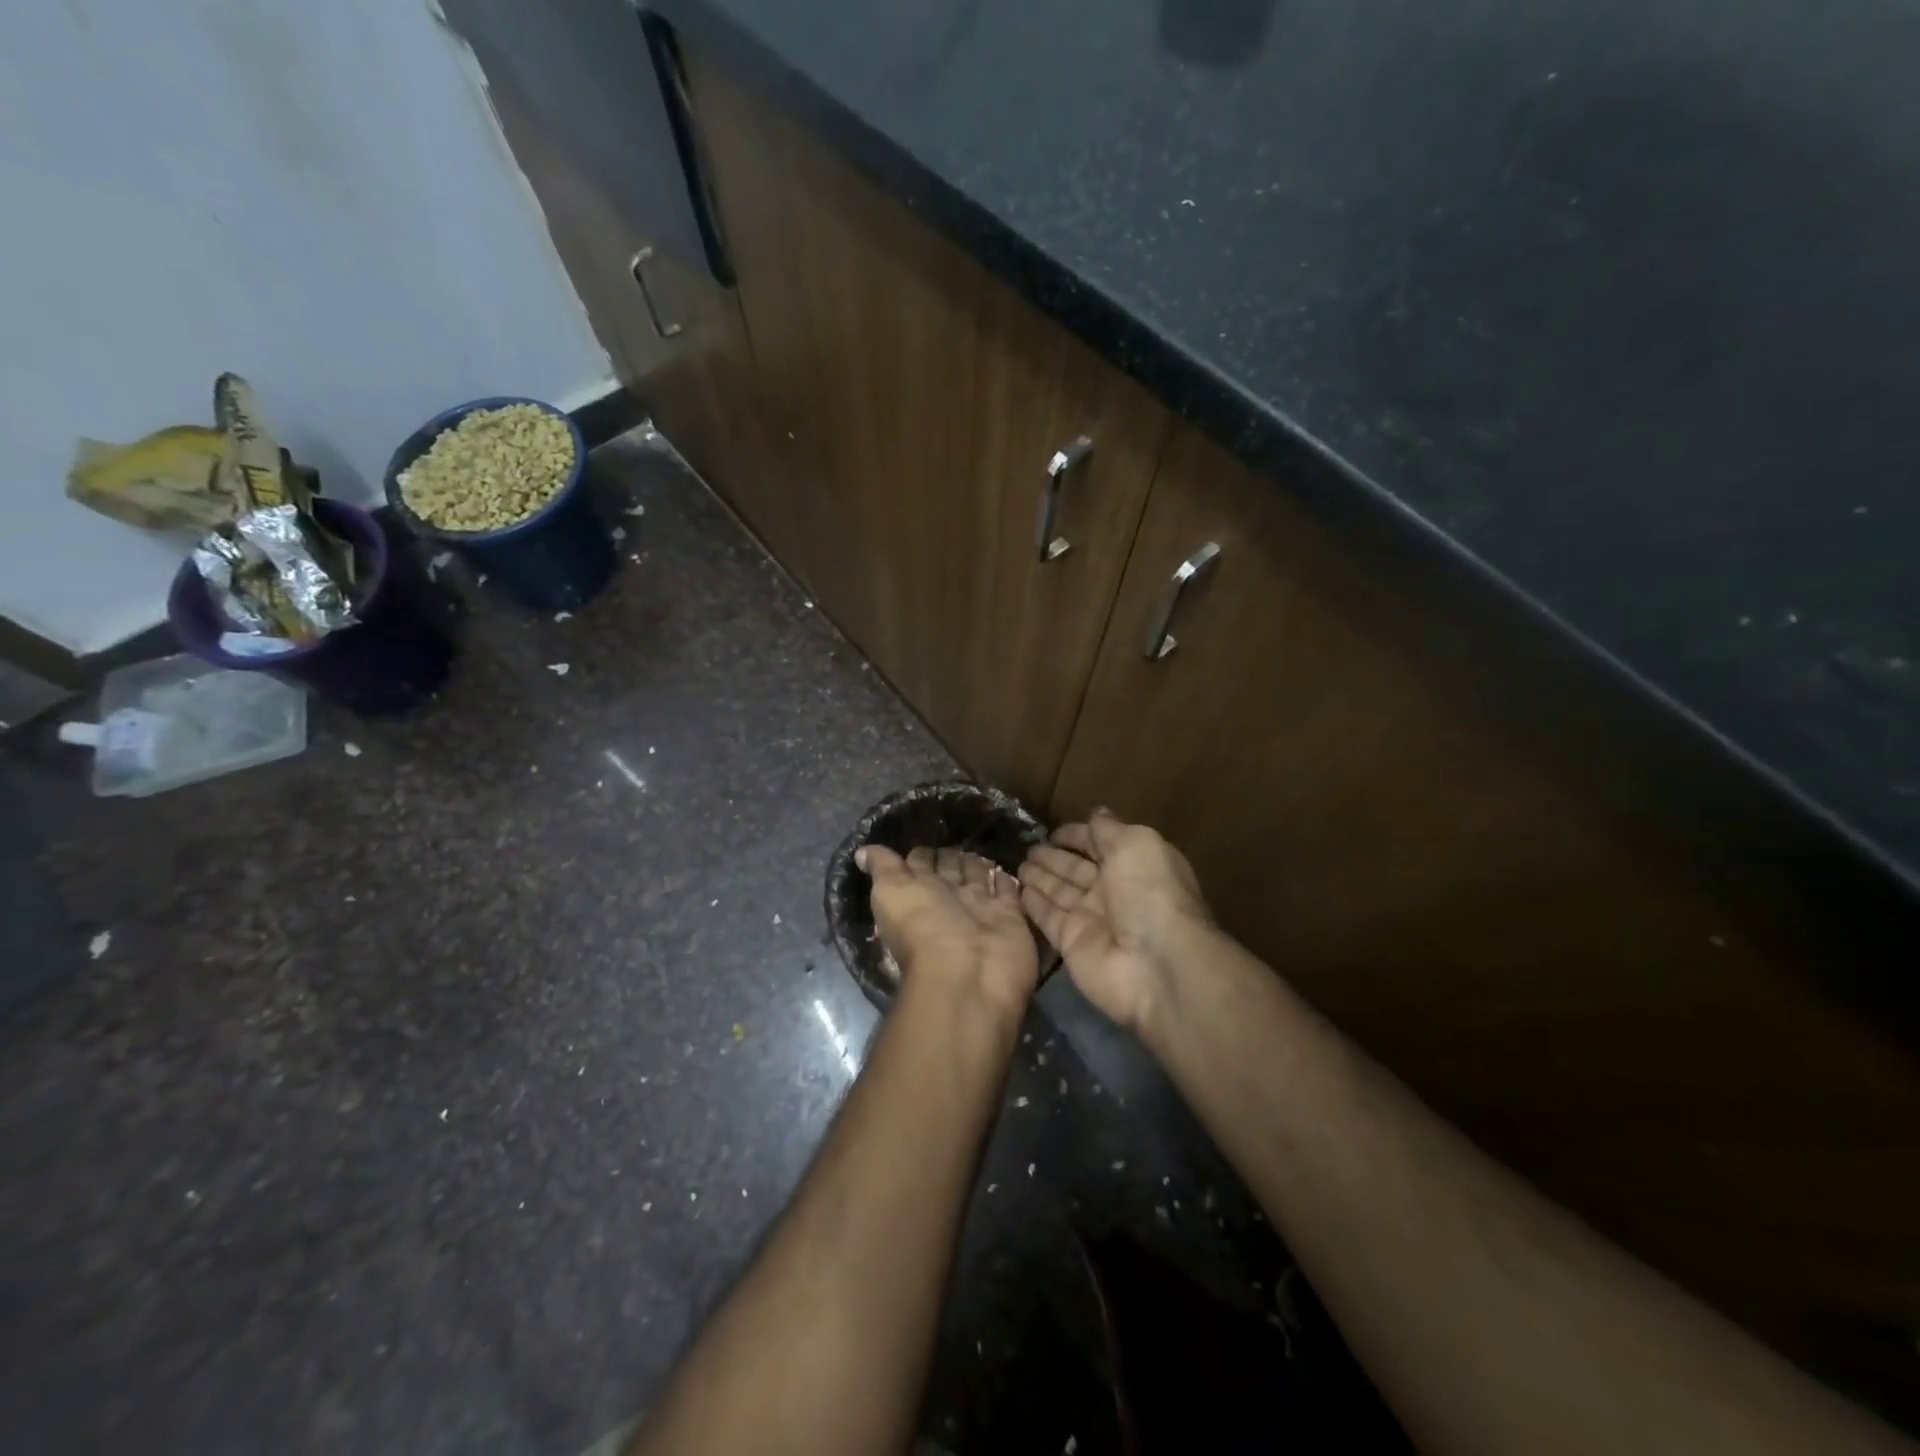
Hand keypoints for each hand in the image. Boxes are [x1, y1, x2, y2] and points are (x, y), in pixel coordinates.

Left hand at [858, 845, 1038, 1014]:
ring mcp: (980, 907)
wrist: (970, 970)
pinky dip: (1006, 878)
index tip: (927, 832)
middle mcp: (947, 899)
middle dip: (951, 854)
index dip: (921, 853)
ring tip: (980, 847)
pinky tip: (1004, 866)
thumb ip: (882, 867)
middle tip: (959, 834)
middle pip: (950, 869)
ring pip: (978, 876)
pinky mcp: (1010, 915)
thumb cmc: (924, 927)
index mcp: (917, 893)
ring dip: (977, 862)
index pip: (919, 864)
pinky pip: (1008, 890)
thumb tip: (861, 852)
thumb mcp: (891, 891)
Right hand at [1020, 808, 1210, 1033]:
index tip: (1053, 831)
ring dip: (1040, 877)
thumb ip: (1109, 829)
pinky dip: (1034, 904)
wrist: (1156, 964)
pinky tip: (1018, 889)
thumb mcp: (1135, 845)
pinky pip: (1048, 918)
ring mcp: (1091, 919)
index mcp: (1134, 864)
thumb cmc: (1149, 893)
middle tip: (1028, 847)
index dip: (1078, 836)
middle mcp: (1113, 891)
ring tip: (1018, 864)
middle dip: (1054, 857)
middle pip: (1077, 869)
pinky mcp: (1071, 943)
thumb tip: (1097, 812)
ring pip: (1060, 892)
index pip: (1100, 844)